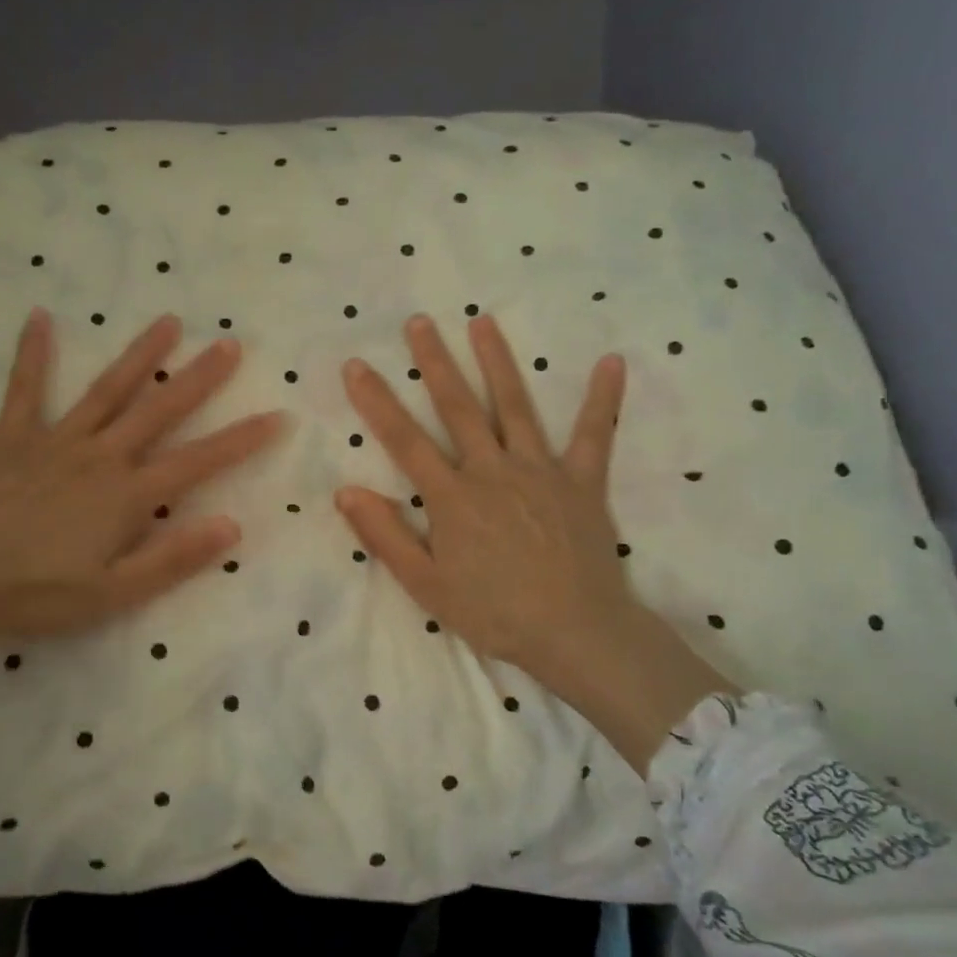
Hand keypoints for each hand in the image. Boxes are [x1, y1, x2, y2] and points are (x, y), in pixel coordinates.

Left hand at [0, 310, 282, 760]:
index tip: (278, 415)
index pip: (199, 460)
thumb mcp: (112, 593)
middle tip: (230, 344)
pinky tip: (40, 317)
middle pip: (159, 409)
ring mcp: (55, 440)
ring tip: (168, 322)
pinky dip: (33, 353)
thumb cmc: (32, 593)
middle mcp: (100, 456)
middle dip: (199, 378)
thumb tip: (232, 525)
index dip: (242, 439)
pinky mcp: (11, 437)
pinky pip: (26, 388)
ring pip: (108, 389)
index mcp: (127, 495)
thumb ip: (173, 558)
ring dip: (140, 355)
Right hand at [335, 314, 730, 771]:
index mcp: (452, 497)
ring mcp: (540, 471)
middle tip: (419, 322)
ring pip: (514, 407)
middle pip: (458, 408)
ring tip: (483, 322)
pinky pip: (594, 435)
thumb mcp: (426, 586)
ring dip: (497, 362)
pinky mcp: (582, 482)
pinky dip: (603, 399)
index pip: (404, 439)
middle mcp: (492, 471)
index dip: (377, 401)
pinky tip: (611, 362)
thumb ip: (385, 536)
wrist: (576, 634)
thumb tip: (345, 492)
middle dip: (435, 362)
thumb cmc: (495, 614)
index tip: (356, 365)